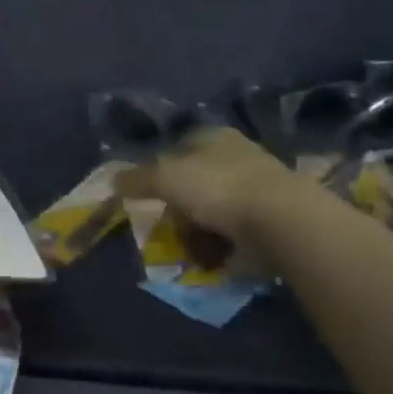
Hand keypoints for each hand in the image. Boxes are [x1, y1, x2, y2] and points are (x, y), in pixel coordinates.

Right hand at [115, 127, 303, 242]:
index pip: (178, 147)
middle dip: (177, 207)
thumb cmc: (218, 188)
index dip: (159, 170)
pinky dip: (220, 246)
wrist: (281, 222)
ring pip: (211, 210)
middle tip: (167, 226)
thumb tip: (112, 181)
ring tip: (189, 247)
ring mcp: (255, 189)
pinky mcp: (269, 220)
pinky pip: (232, 233)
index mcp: (213, 136)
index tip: (148, 195)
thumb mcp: (165, 178)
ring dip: (197, 231)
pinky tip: (212, 257)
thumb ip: (137, 179)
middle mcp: (236, 156)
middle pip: (193, 182)